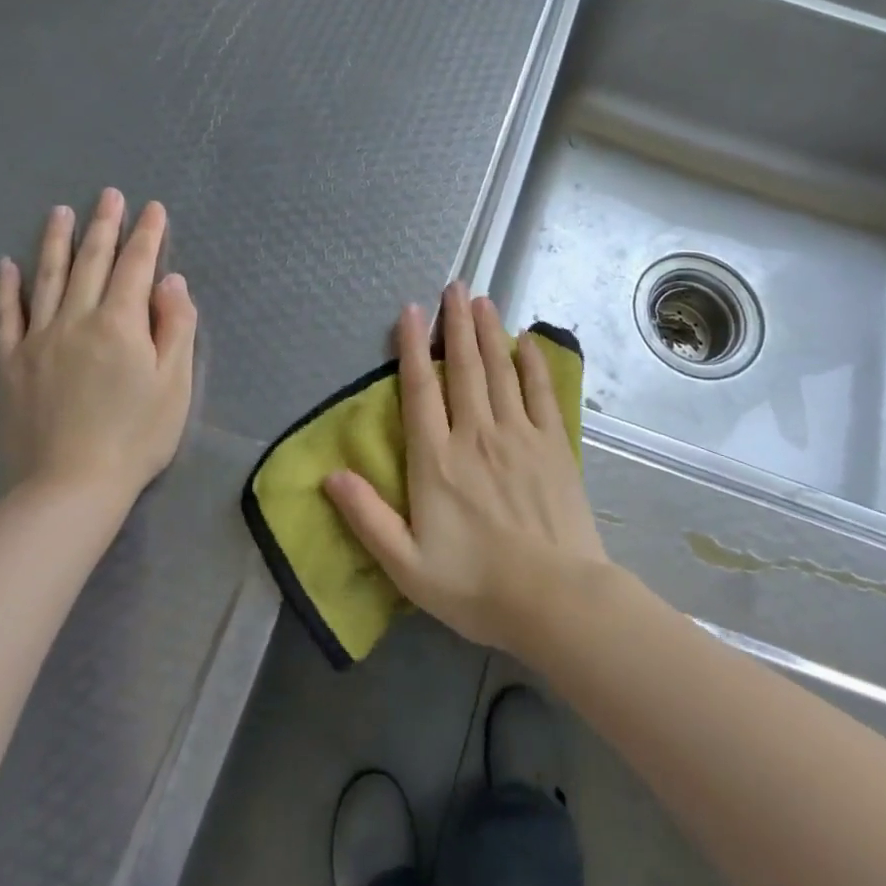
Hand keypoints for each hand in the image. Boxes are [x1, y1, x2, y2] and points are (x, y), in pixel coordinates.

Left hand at [0, 190, 196, 519]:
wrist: (70, 487)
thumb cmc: (136, 436)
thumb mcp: (174, 383)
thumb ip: (175, 327)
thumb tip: (172, 282)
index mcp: (120, 323)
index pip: (136, 266)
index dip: (147, 235)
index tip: (152, 209)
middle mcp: (76, 319)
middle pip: (91, 262)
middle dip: (104, 226)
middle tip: (108, 195)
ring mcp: (38, 339)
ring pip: (47, 278)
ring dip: (55, 241)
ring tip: (60, 211)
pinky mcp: (11, 363)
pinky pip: (6, 315)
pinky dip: (7, 287)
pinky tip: (7, 265)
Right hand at [323, 282, 607, 655]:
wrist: (554, 599)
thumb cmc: (476, 585)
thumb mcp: (406, 565)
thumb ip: (366, 517)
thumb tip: (330, 475)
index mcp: (437, 459)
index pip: (419, 390)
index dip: (411, 347)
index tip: (411, 311)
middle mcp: (476, 434)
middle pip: (462, 367)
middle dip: (455, 324)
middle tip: (454, 286)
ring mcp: (519, 435)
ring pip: (499, 370)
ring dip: (489, 332)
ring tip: (482, 300)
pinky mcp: (553, 444)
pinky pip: (540, 392)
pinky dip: (533, 363)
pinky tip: (527, 342)